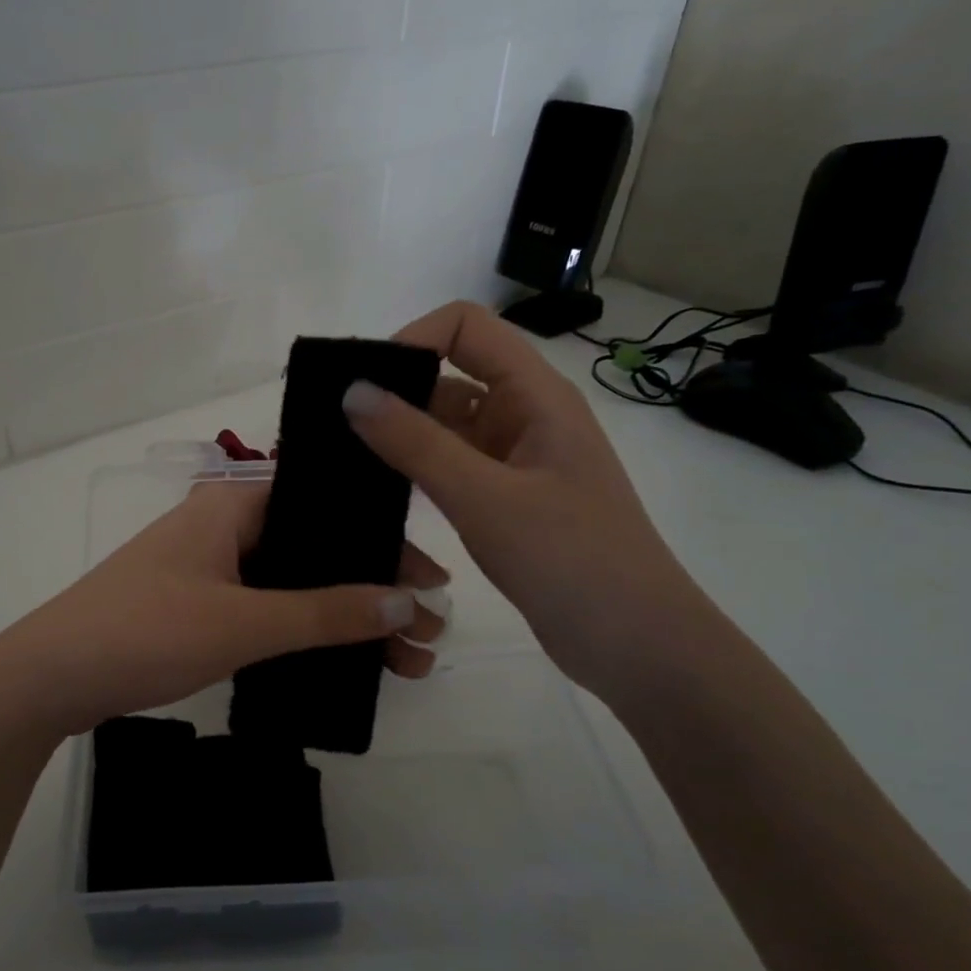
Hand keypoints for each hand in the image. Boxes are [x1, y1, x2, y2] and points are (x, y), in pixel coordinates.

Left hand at [0, 479, 447, 732]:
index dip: (382, 540)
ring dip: (346, 617)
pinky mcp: (197, 604)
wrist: (49, 678)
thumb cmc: (145, 632)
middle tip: (430, 634)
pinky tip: (343, 659)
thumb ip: (325, 612)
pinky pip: (268, 607)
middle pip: (316, 547)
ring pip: (294, 582)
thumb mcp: (243, 622)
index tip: (432, 581)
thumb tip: (408, 602)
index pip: (326, 506)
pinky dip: (306, 629)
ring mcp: (209, 567)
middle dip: (374, 589)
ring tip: (405, 661)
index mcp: (232, 504)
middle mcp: (224, 525)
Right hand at [342, 301, 706, 700]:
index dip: (413, 339)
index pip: (467, 328)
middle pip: (451, 374)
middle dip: (396, 389)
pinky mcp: (506, 499)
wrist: (634, 643)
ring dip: (402, 433)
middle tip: (336, 423)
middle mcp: (526, 416)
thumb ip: (416, 443)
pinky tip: (378, 487)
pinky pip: (451, 466)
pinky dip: (416, 468)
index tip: (364, 384)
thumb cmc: (570, 559)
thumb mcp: (485, 497)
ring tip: (344, 456)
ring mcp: (516, 460)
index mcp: (536, 396)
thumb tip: (352, 391)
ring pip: (447, 425)